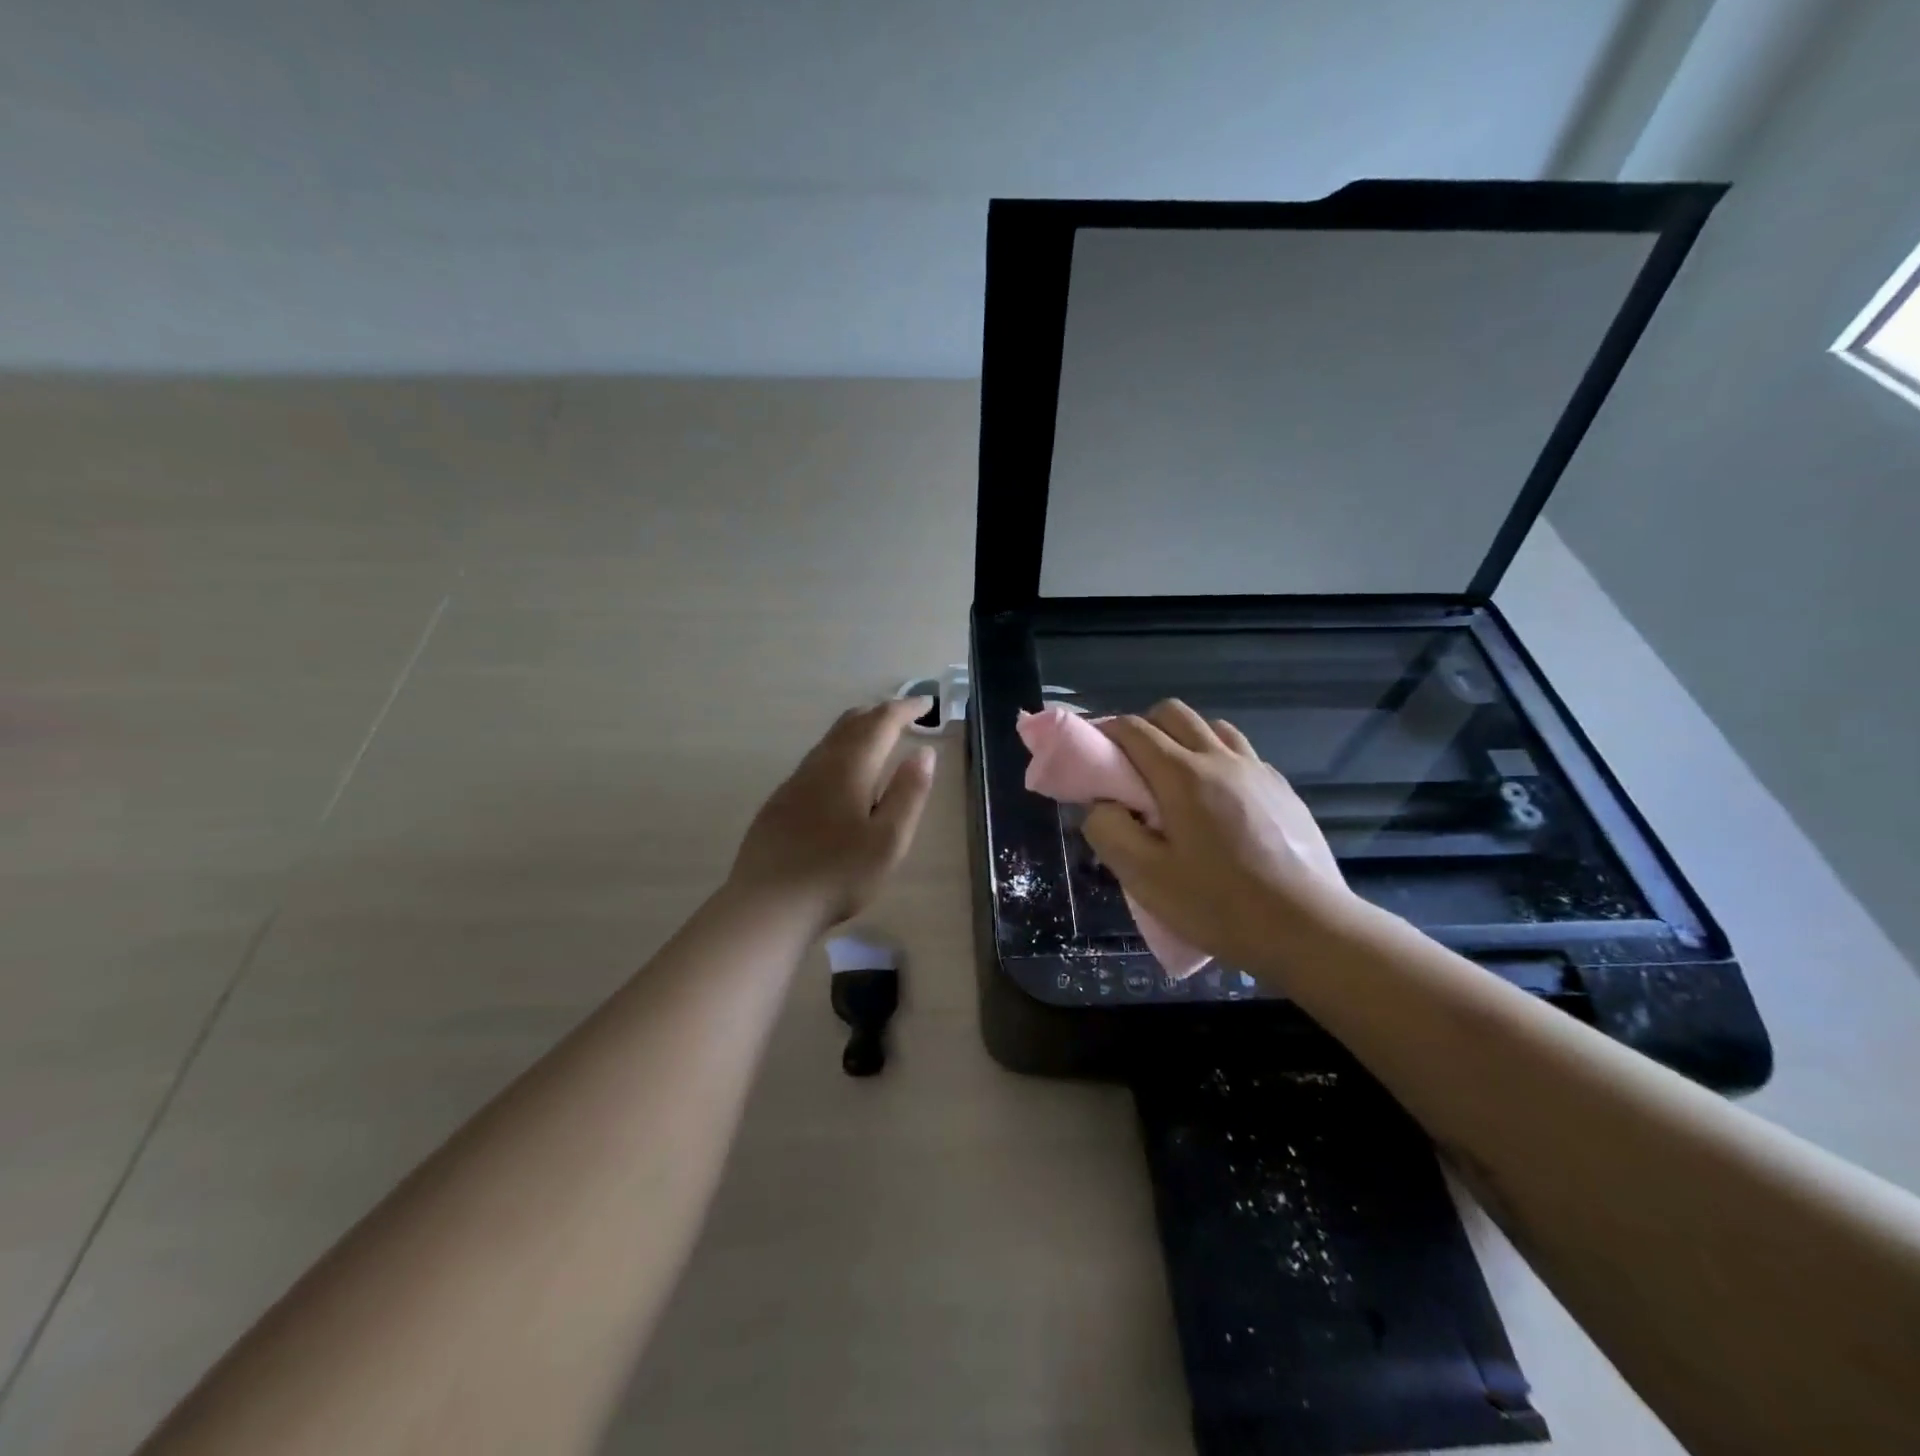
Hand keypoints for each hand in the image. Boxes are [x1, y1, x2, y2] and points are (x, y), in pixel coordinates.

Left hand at [728, 699, 937, 932]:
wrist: (768, 905)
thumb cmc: (839, 874)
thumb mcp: (889, 839)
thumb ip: (909, 793)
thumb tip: (924, 752)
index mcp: (850, 768)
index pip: (881, 723)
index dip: (905, 709)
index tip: (926, 704)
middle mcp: (820, 765)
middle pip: (851, 724)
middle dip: (880, 713)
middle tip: (904, 715)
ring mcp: (794, 782)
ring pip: (829, 741)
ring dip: (857, 730)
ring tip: (876, 738)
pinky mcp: (780, 802)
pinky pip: (815, 761)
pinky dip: (838, 751)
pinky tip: (840, 776)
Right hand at [1083, 700, 1356, 975]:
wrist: (1310, 929)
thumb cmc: (1219, 905)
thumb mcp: (1145, 877)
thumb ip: (1109, 831)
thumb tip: (1101, 805)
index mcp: (1183, 775)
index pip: (1134, 729)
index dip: (1104, 731)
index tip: (1090, 752)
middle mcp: (1221, 759)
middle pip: (1174, 713)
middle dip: (1143, 727)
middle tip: (1130, 767)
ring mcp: (1258, 771)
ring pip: (1212, 728)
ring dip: (1183, 739)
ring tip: (1175, 782)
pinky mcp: (1283, 790)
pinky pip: (1241, 754)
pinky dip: (1217, 760)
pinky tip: (1218, 803)